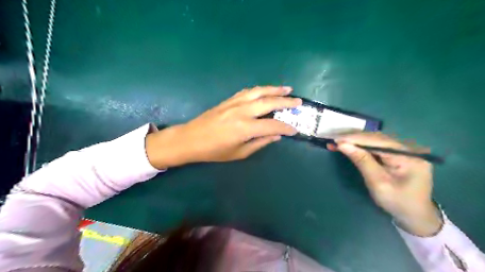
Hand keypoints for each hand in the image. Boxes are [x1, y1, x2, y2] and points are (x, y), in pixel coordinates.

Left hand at [146, 86, 301, 168]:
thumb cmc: (214, 151)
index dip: (285, 127)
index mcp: (244, 128)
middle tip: (298, 101)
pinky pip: (247, 91)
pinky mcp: (228, 100)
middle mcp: (242, 111)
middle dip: (286, 102)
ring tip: (287, 89)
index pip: (272, 125)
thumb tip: (276, 135)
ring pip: (259, 92)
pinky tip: (265, 90)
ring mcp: (234, 103)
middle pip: (268, 102)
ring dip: (274, 89)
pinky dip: (259, 90)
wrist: (191, 139)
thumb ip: (259, 142)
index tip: (295, 129)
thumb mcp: (239, 153)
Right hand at [332, 132, 441, 234]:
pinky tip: (349, 145)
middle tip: (333, 139)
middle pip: (376, 138)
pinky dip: (361, 146)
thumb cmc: (397, 202)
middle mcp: (407, 148)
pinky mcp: (397, 154)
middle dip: (353, 138)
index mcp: (408, 156)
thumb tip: (343, 144)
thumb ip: (362, 161)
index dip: (355, 138)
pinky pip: (376, 146)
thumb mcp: (378, 183)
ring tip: (337, 141)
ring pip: (374, 140)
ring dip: (355, 141)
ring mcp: (403, 150)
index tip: (335, 139)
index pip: (378, 141)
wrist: (415, 215)